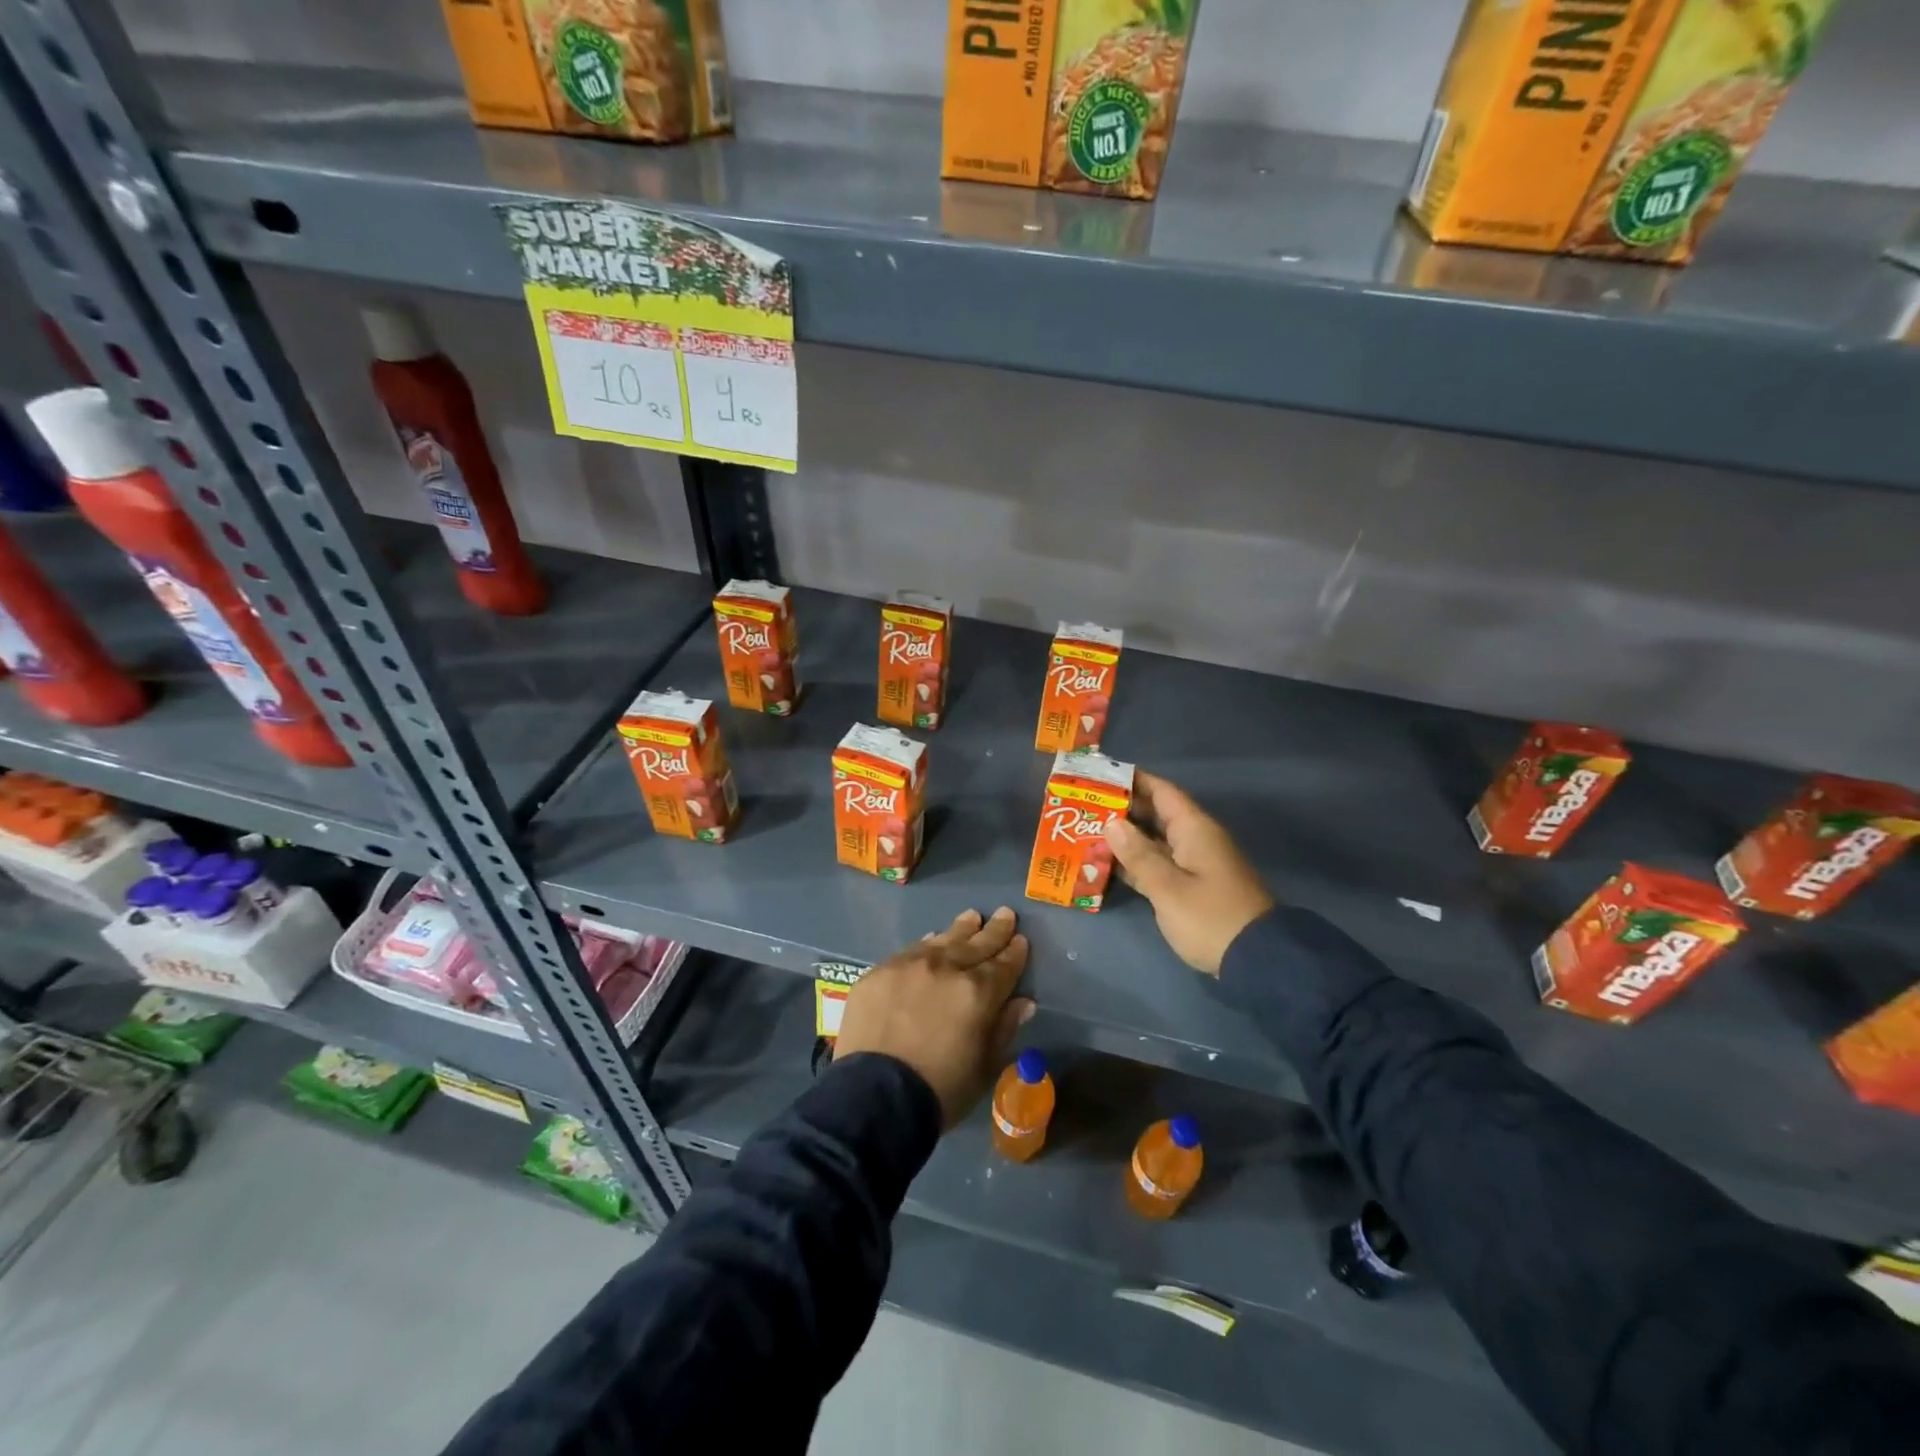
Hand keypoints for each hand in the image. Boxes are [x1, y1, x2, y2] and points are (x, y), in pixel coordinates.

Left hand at [835, 907, 1034, 1126]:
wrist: (874, 1097)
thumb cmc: (940, 1091)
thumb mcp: (984, 1067)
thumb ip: (1003, 1028)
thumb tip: (1023, 1002)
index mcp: (977, 992)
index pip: (1004, 965)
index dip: (1015, 953)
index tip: (1021, 939)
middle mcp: (945, 968)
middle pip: (975, 945)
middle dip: (994, 931)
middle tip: (1005, 914)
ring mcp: (909, 965)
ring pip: (942, 941)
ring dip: (961, 929)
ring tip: (972, 917)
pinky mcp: (880, 972)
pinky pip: (910, 950)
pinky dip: (926, 944)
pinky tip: (932, 939)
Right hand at [1104, 771, 1274, 975]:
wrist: (1257, 960)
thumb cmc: (1210, 917)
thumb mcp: (1167, 887)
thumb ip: (1138, 854)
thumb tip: (1112, 823)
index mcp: (1194, 829)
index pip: (1162, 791)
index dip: (1133, 780)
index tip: (1100, 775)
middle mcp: (1196, 839)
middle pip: (1156, 814)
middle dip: (1122, 809)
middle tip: (1084, 806)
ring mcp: (1196, 864)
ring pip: (1155, 840)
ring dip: (1126, 838)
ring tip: (1087, 833)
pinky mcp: (1193, 887)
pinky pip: (1160, 864)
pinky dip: (1137, 862)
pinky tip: (1109, 865)